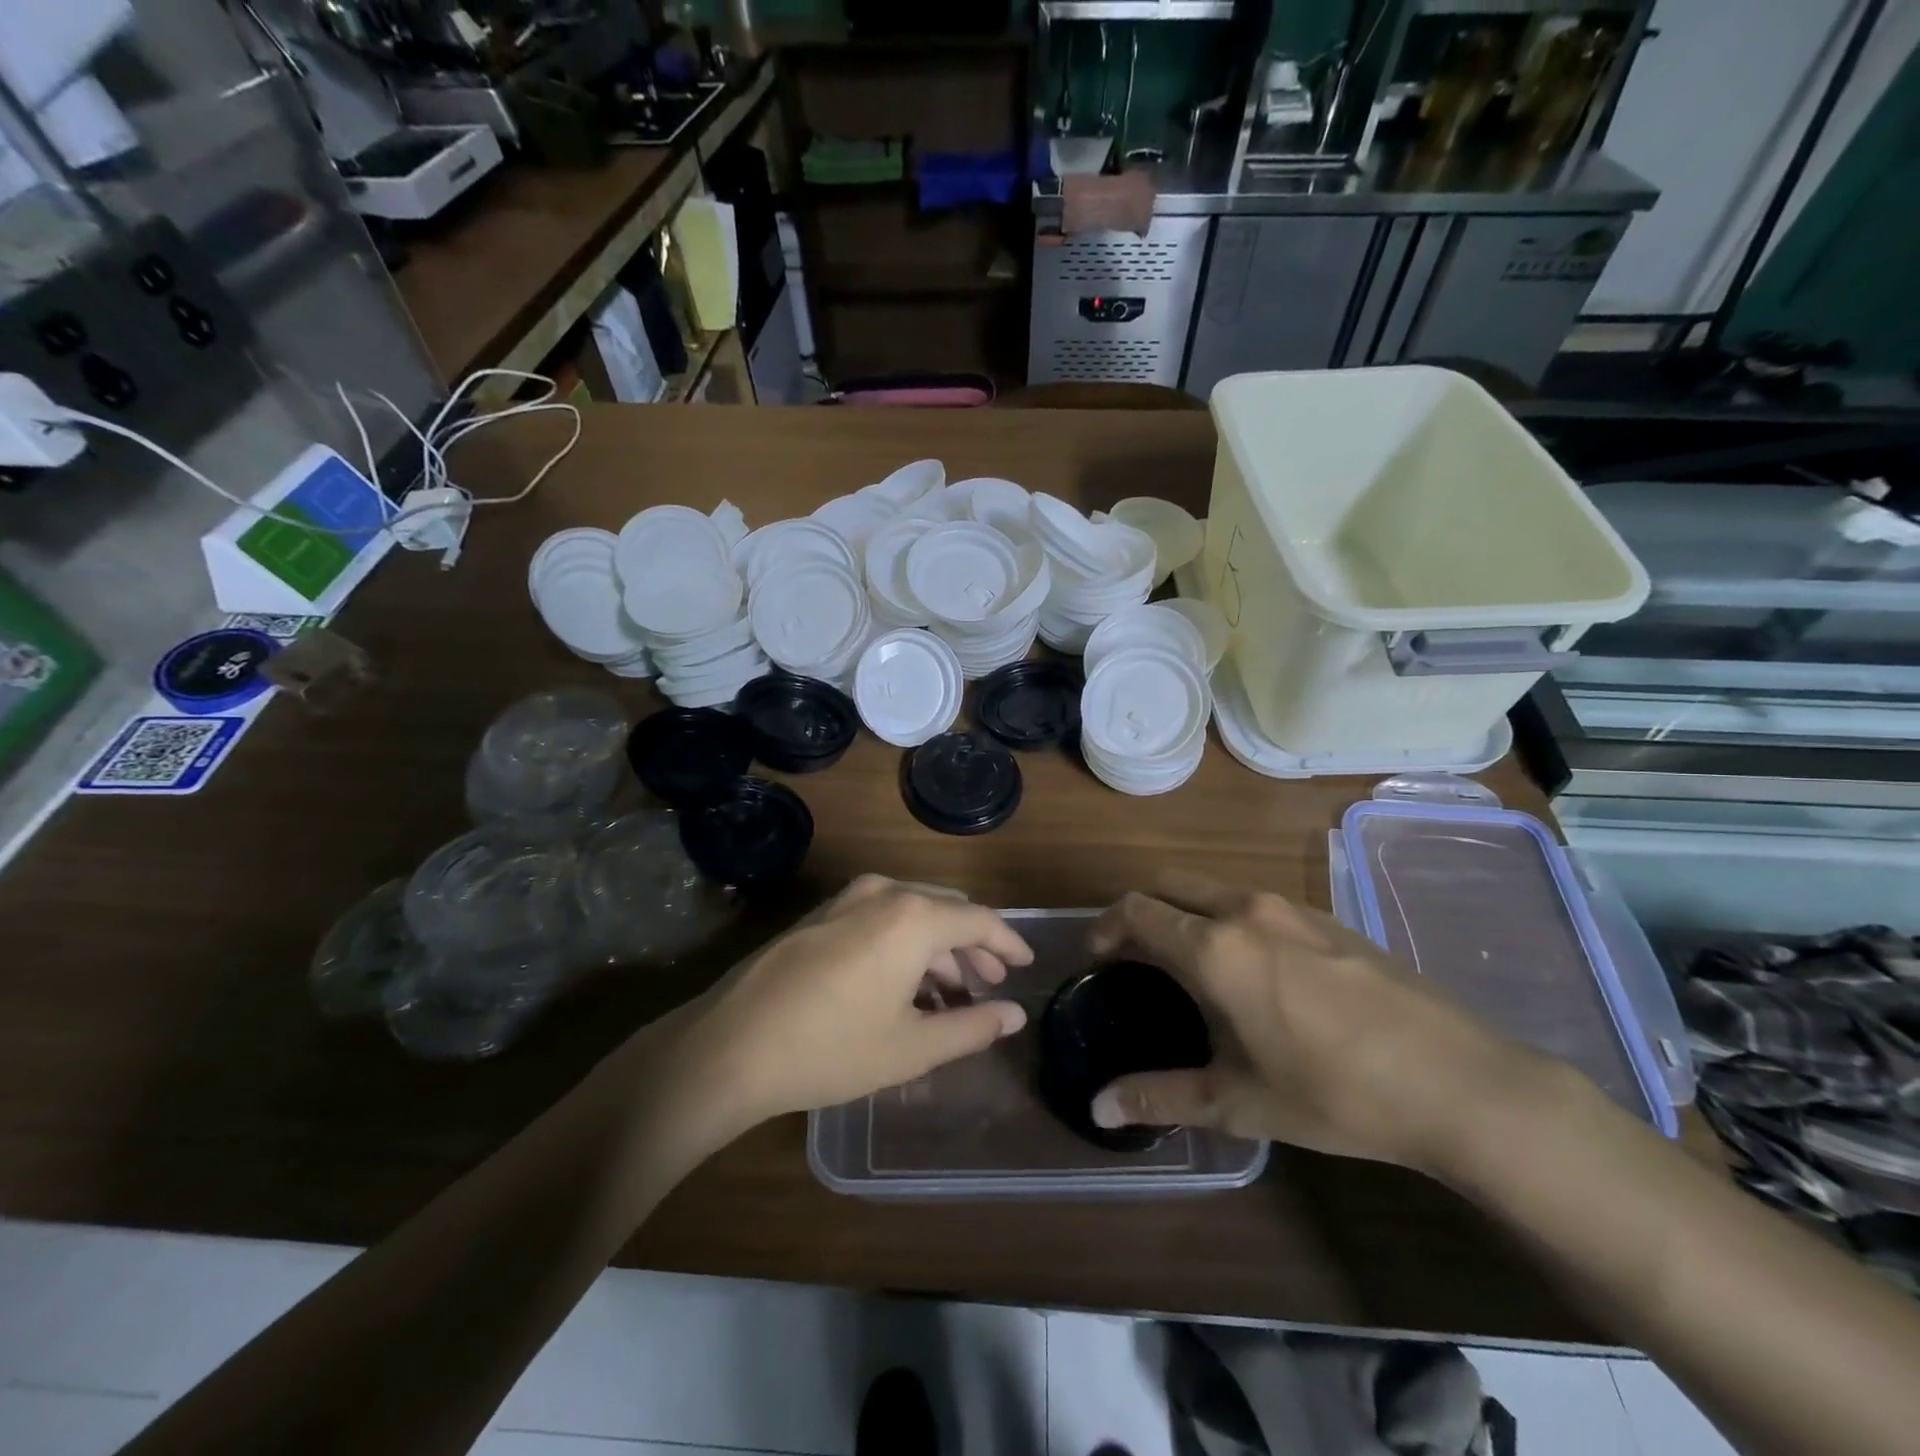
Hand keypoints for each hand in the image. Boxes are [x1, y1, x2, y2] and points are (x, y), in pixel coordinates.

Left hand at [678, 876, 1032, 1128]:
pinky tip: (903, 986)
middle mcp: (884, 893)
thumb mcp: (912, 1047)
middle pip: (946, 912)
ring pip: (912, 914)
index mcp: (914, 917)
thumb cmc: (831, 1049)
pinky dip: (904, 945)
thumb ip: (971, 1027)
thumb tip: (1013, 1015)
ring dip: (937, 949)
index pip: (981, 921)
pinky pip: (880, 918)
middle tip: (990, 985)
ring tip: (949, 996)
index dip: (1009, 943)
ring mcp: (846, 899)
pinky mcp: (820, 915)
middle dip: (973, 947)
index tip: (1025, 965)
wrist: (730, 1047)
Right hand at [1085, 871, 1543, 1171]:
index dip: (1105, 927)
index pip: (1136, 910)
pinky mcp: (1329, 918)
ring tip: (1190, 966)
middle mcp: (1245, 910)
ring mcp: (1292, 908)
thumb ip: (1161, 1097)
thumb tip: (1098, 1108)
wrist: (1462, 1083)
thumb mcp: (1240, 1103)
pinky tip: (1257, 974)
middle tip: (1134, 958)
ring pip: (1214, 888)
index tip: (1097, 959)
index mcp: (1214, 947)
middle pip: (1169, 884)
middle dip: (1140, 910)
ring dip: (1186, 912)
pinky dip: (1229, 919)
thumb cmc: (1337, 1092)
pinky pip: (1256, 903)